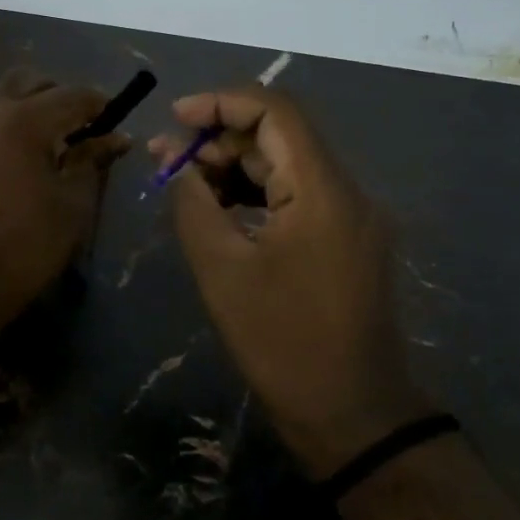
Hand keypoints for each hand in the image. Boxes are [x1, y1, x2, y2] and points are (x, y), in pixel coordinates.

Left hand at [0, 69, 130, 330]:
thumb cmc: (25, 248)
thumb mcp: (72, 205)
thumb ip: (91, 160)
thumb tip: (114, 137)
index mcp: (22, 121)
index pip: (71, 95)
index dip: (98, 104)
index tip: (113, 119)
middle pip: (27, 81)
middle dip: (57, 96)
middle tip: (74, 128)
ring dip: (23, 109)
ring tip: (39, 145)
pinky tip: (4, 161)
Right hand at [150, 87, 434, 477]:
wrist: (353, 416)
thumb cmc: (283, 343)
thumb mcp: (223, 271)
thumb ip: (194, 205)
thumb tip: (179, 167)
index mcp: (323, 190)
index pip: (275, 112)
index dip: (221, 102)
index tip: (175, 118)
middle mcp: (346, 191)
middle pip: (280, 136)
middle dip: (220, 138)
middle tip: (166, 160)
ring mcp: (351, 217)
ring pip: (286, 167)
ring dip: (234, 167)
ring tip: (183, 183)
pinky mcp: (346, 241)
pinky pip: (297, 197)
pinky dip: (255, 194)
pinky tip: (218, 210)